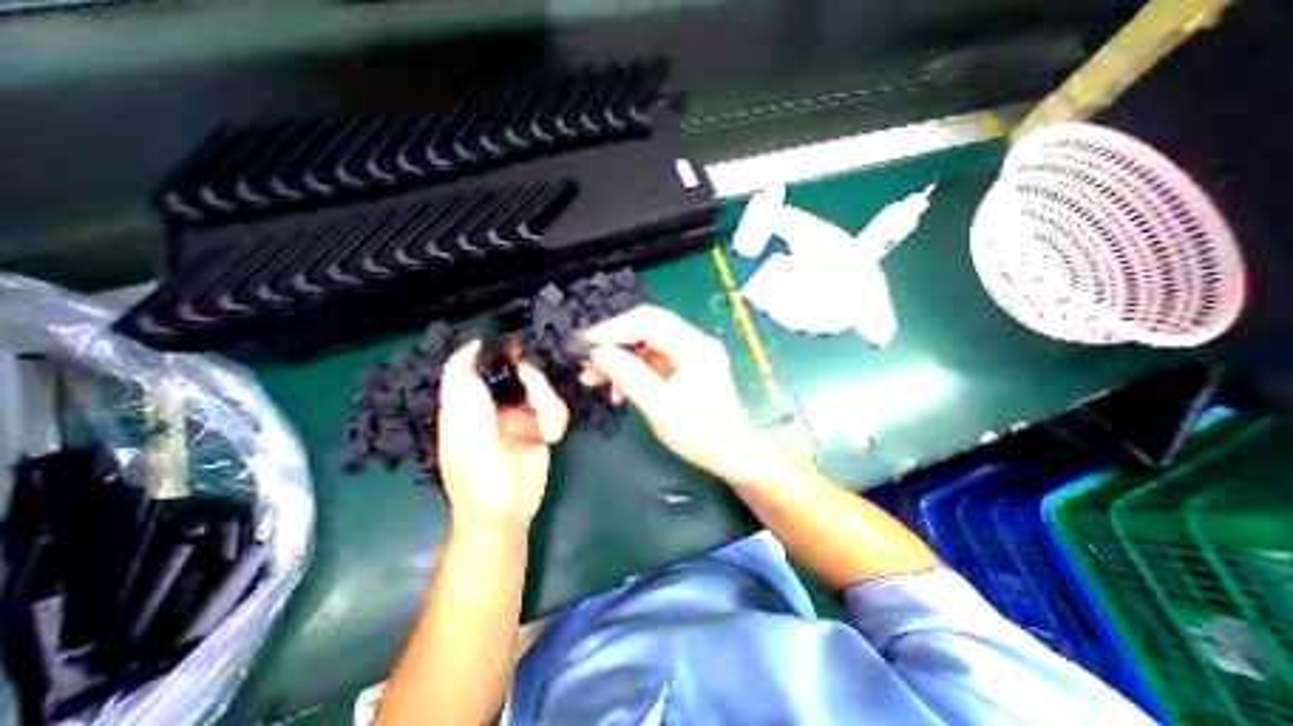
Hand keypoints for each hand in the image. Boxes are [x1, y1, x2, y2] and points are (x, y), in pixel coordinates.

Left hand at [435, 342, 566, 533]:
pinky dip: (558, 415)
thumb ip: (474, 419)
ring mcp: (514, 413)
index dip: (478, 353)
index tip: (505, 347)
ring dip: (549, 403)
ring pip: (536, 386)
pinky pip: (552, 404)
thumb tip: (468, 374)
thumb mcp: (478, 458)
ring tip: (551, 430)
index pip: (462, 370)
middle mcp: (488, 406)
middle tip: (542, 402)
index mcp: (463, 411)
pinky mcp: (535, 421)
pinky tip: (554, 435)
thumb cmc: (484, 492)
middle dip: (532, 382)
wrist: (510, 515)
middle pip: (510, 371)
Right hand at [574, 304, 765, 485]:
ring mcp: (688, 354)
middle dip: (613, 344)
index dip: (614, 329)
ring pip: (644, 345)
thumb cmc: (701, 434)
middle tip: (587, 364)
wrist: (731, 454)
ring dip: (618, 360)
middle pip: (645, 329)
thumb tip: (598, 353)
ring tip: (593, 379)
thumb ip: (629, 376)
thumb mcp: (661, 408)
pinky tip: (617, 390)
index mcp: (694, 346)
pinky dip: (631, 371)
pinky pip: (650, 360)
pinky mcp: (683, 366)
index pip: (649, 321)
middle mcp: (693, 342)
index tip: (585, 344)